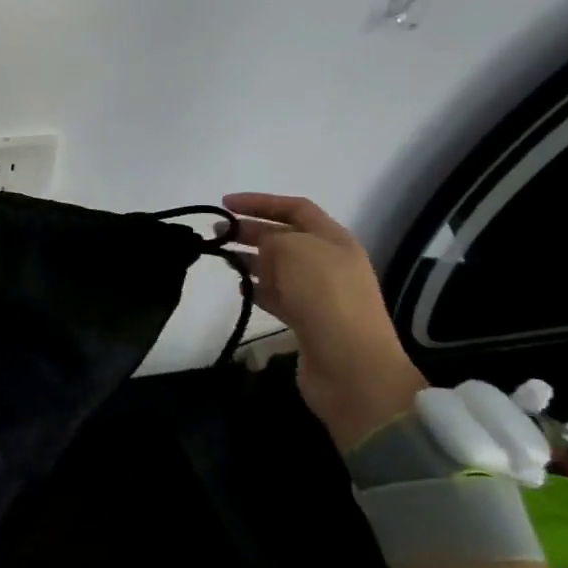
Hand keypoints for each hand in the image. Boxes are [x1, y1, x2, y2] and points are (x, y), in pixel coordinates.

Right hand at [219, 192, 426, 451]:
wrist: (351, 366)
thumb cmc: (324, 296)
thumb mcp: (294, 250)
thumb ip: (271, 239)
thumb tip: (260, 248)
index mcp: (334, 239)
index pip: (295, 208)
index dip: (260, 201)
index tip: (225, 204)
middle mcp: (329, 262)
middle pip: (285, 237)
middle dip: (250, 230)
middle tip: (216, 232)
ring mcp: (319, 293)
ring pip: (278, 266)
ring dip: (250, 259)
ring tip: (222, 258)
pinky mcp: (307, 321)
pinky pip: (277, 296)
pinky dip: (257, 289)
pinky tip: (239, 289)